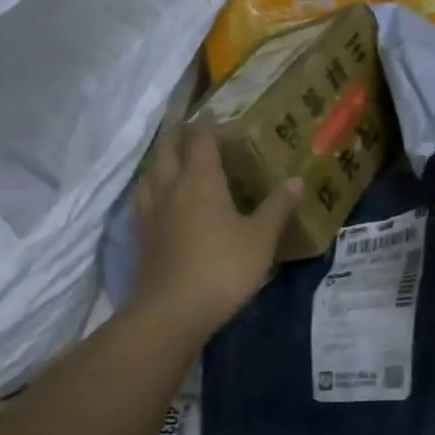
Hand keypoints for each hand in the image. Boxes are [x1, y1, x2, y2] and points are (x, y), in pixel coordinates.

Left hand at [130, 125, 299, 338]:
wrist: (173, 311)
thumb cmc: (224, 269)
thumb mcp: (261, 239)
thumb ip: (277, 208)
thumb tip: (295, 181)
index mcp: (201, 180)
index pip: (200, 140)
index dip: (208, 127)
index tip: (221, 123)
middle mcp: (170, 187)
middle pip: (167, 149)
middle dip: (180, 136)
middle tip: (195, 134)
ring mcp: (150, 212)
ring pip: (150, 173)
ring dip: (162, 161)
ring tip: (175, 163)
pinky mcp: (139, 236)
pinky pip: (143, 199)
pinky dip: (152, 189)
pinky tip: (161, 202)